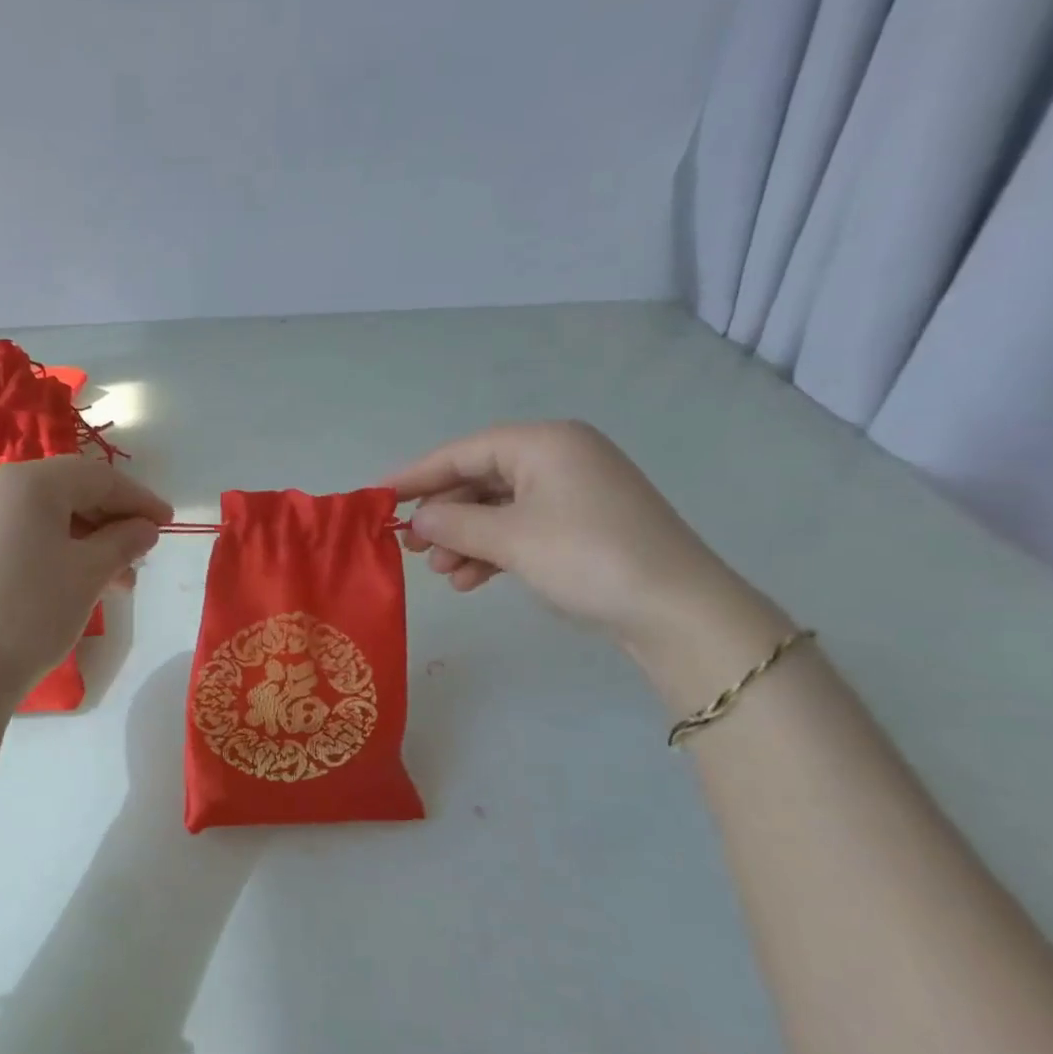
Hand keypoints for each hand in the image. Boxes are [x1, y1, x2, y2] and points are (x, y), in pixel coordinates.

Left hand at [0, 456, 170, 702]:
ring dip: (88, 540)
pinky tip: (77, 581)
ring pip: (48, 517)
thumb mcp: (89, 573)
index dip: (138, 499)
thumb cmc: (33, 612)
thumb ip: (124, 541)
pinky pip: (24, 535)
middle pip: (70, 491)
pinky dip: (58, 549)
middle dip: (113, 520)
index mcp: (30, 482)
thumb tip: (145, 528)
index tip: (168, 522)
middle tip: (142, 553)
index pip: (98, 478)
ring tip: (117, 579)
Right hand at [385, 421, 767, 652]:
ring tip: (442, 573)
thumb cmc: (586, 557)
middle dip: (443, 515)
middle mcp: (558, 458)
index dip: (416, 475)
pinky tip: (470, 580)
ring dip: (464, 539)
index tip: (377, 498)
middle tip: (411, 548)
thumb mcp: (509, 538)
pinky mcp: (581, 526)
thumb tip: (417, 520)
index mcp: (543, 443)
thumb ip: (453, 523)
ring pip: (497, 509)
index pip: (462, 452)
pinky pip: (520, 528)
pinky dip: (492, 551)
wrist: (675, 610)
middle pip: (479, 479)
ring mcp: (572, 493)